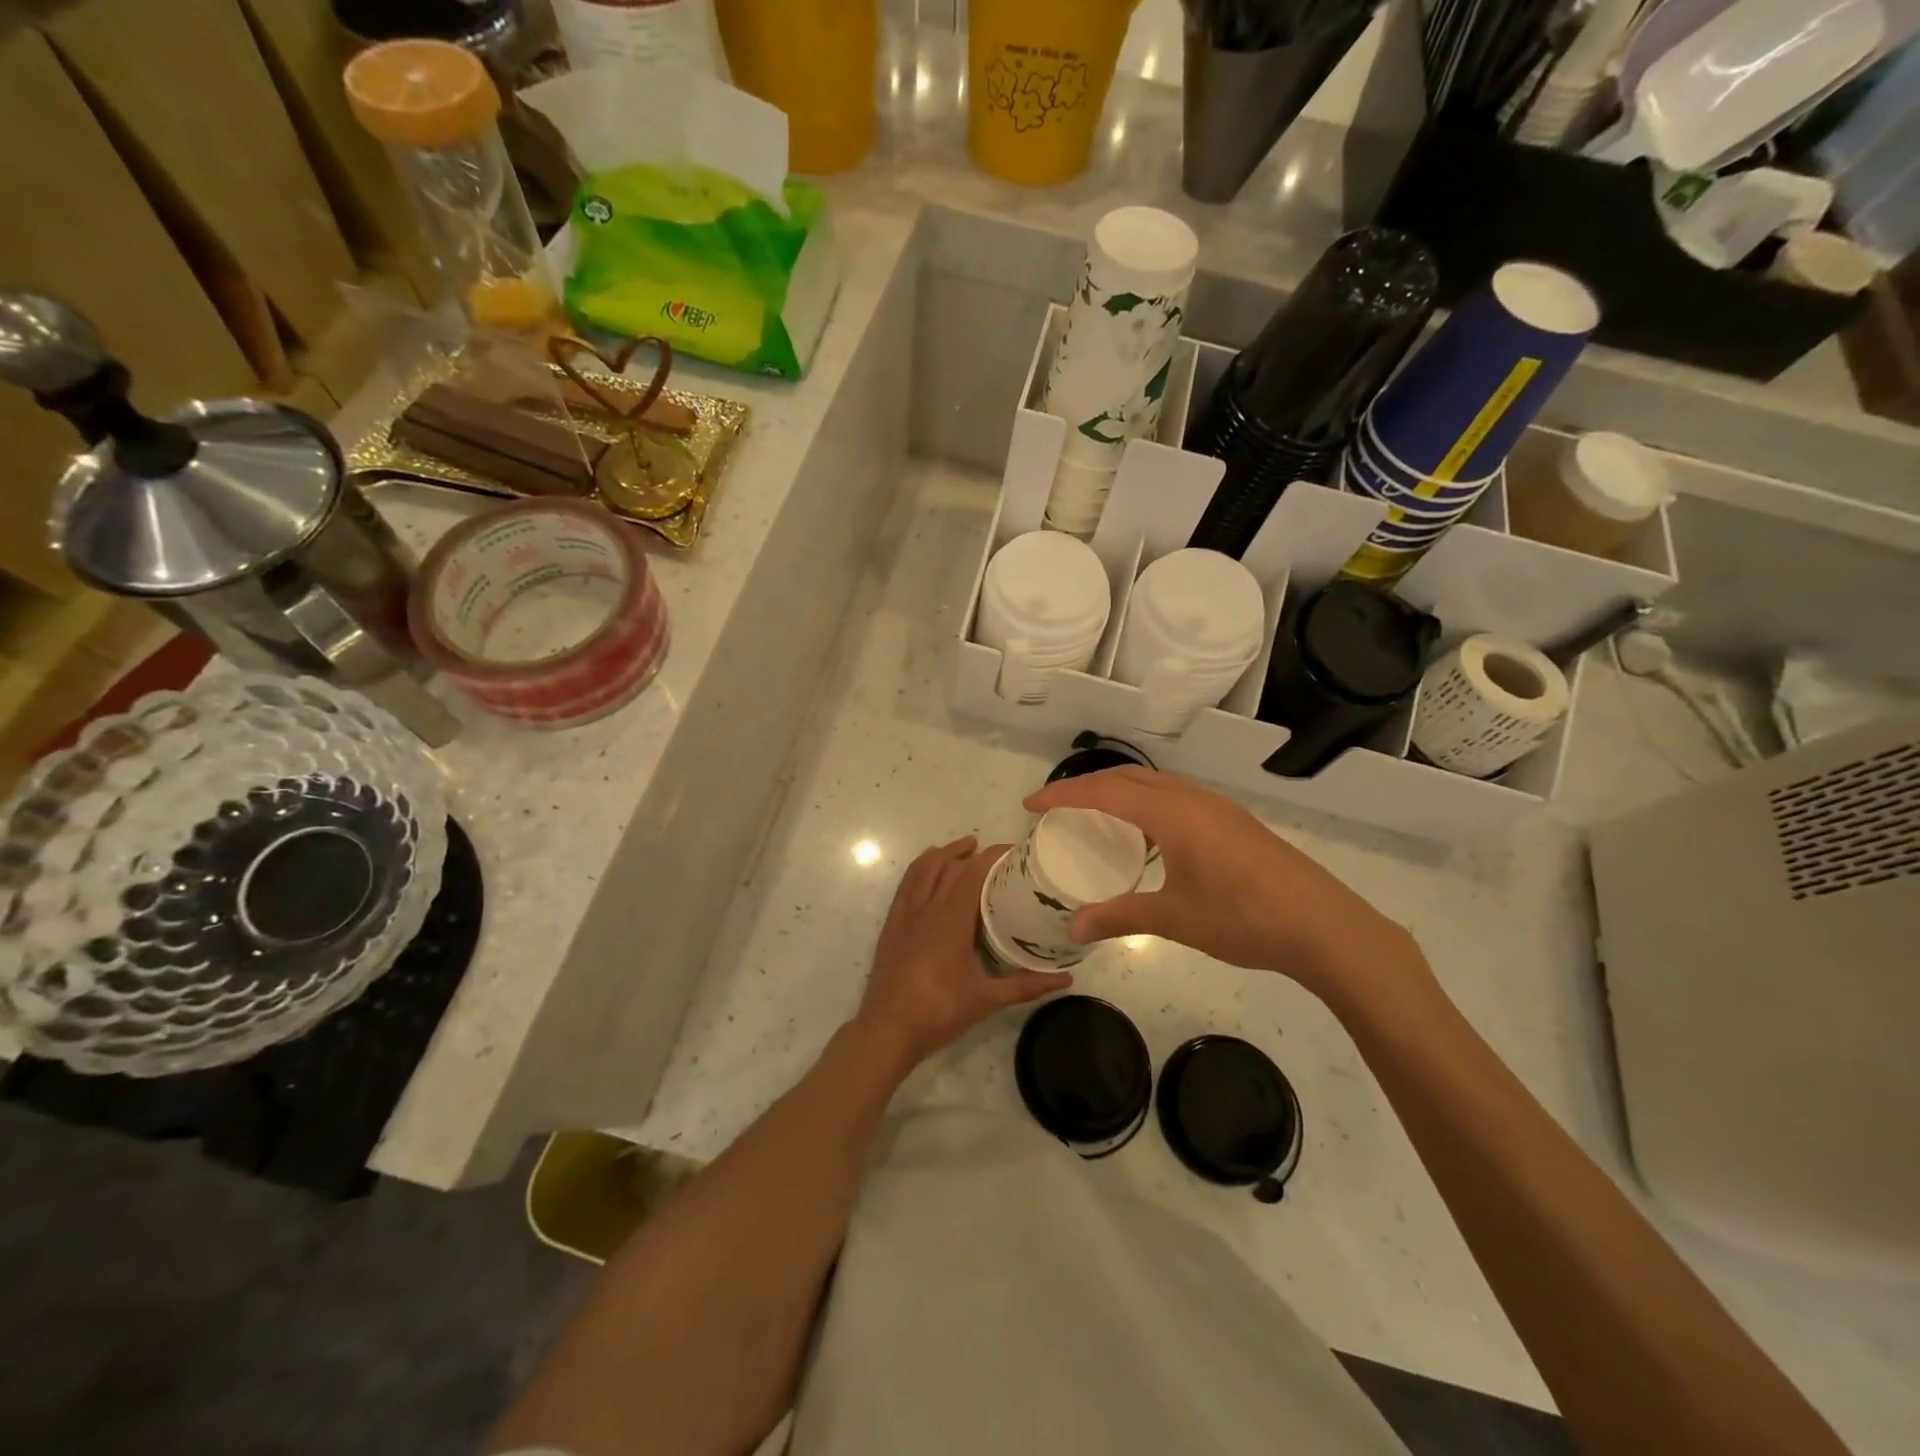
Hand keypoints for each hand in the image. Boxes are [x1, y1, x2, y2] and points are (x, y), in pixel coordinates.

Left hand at [853, 836, 1071, 1070]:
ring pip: (922, 869)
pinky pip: (906, 884)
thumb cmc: (939, 1011)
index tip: (1013, 852)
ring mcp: (904, 914)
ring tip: (962, 849)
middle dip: (970, 852)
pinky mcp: (891, 925)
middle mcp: (926, 908)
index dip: (992, 857)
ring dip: (943, 854)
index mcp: (950, 919)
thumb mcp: (987, 999)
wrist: (887, 1029)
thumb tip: (1065, 978)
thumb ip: (1026, 985)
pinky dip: (920, 869)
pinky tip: (928, 873)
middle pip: (948, 865)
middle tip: (994, 854)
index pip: (972, 873)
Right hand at [1023, 769, 1424, 1008]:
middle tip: (1057, 809)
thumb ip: (1120, 916)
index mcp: (1172, 814)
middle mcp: (1192, 799)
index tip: (1030, 805)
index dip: (1062, 795)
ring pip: (1155, 785)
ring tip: (1096, 819)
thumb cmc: (1244, 918)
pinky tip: (1148, 838)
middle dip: (1087, 787)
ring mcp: (1218, 808)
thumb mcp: (1175, 919)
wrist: (1324, 926)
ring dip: (1120, 792)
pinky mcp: (1234, 823)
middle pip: (1128, 778)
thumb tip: (1073, 926)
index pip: (1104, 792)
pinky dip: (1147, 805)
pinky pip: (1176, 798)